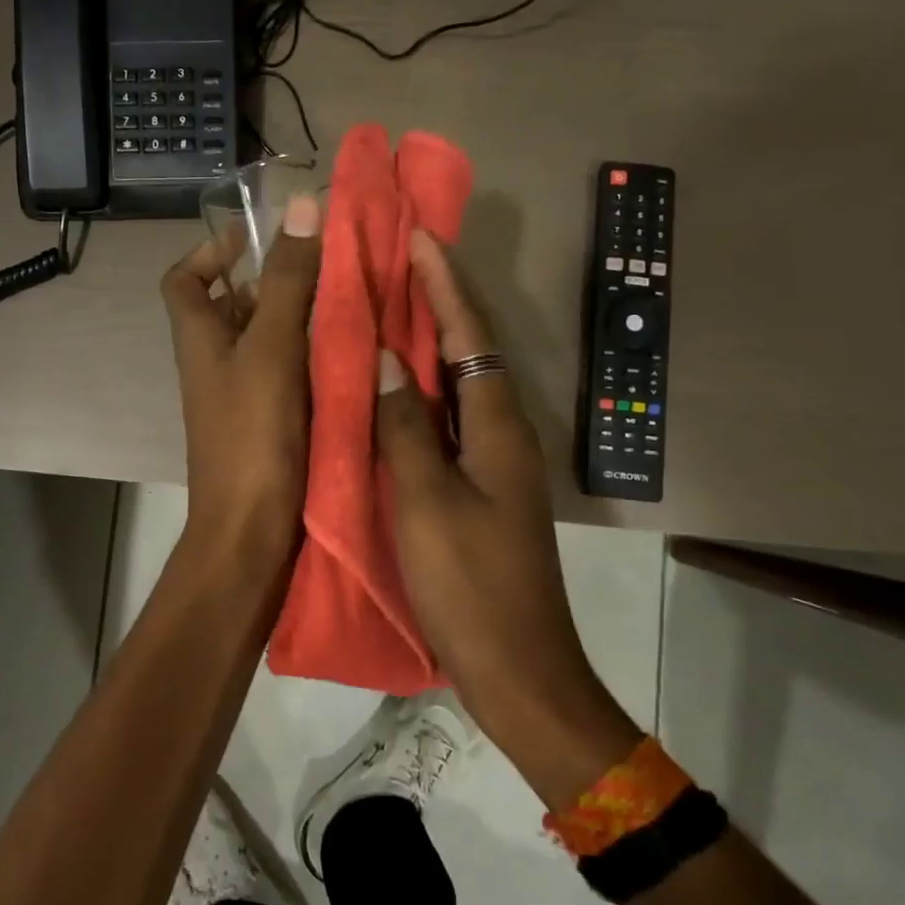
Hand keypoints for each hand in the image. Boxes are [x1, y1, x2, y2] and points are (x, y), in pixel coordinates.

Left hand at [161, 195, 323, 581]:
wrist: (251, 534)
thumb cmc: (253, 437)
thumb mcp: (271, 349)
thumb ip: (287, 281)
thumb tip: (302, 204)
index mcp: (200, 339)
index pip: (183, 279)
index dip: (210, 252)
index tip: (256, 238)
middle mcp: (215, 363)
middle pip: (235, 306)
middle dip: (276, 280)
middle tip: (330, 266)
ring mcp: (243, 396)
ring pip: (270, 340)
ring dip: (304, 318)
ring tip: (354, 300)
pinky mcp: (271, 424)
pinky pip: (292, 374)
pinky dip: (316, 358)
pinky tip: (357, 352)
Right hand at [375, 231, 641, 808]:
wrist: (517, 668)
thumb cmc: (471, 584)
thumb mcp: (428, 501)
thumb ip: (405, 426)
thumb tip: (388, 360)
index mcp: (497, 426)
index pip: (471, 335)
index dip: (445, 284)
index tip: (418, 236)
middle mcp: (501, 432)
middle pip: (470, 350)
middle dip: (438, 302)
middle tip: (395, 262)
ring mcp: (493, 462)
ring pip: (457, 386)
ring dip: (429, 344)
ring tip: (387, 309)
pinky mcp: (479, 488)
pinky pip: (446, 422)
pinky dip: (420, 394)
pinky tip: (390, 391)